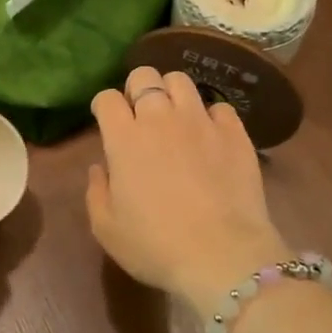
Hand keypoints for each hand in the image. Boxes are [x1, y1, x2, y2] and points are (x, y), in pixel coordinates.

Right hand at [87, 66, 289, 316]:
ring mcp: (201, 122)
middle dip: (137, 88)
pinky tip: (209, 135)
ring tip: (174, 115)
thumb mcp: (106, 228)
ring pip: (182, 81)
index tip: (106, 121)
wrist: (222, 256)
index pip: (107, 98)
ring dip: (172, 92)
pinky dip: (210, 116)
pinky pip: (220, 107)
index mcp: (124, 138)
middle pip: (144, 76)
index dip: (103, 106)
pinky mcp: (235, 133)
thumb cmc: (155, 246)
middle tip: (140, 112)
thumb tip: (99, 167)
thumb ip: (96, 191)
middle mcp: (160, 118)